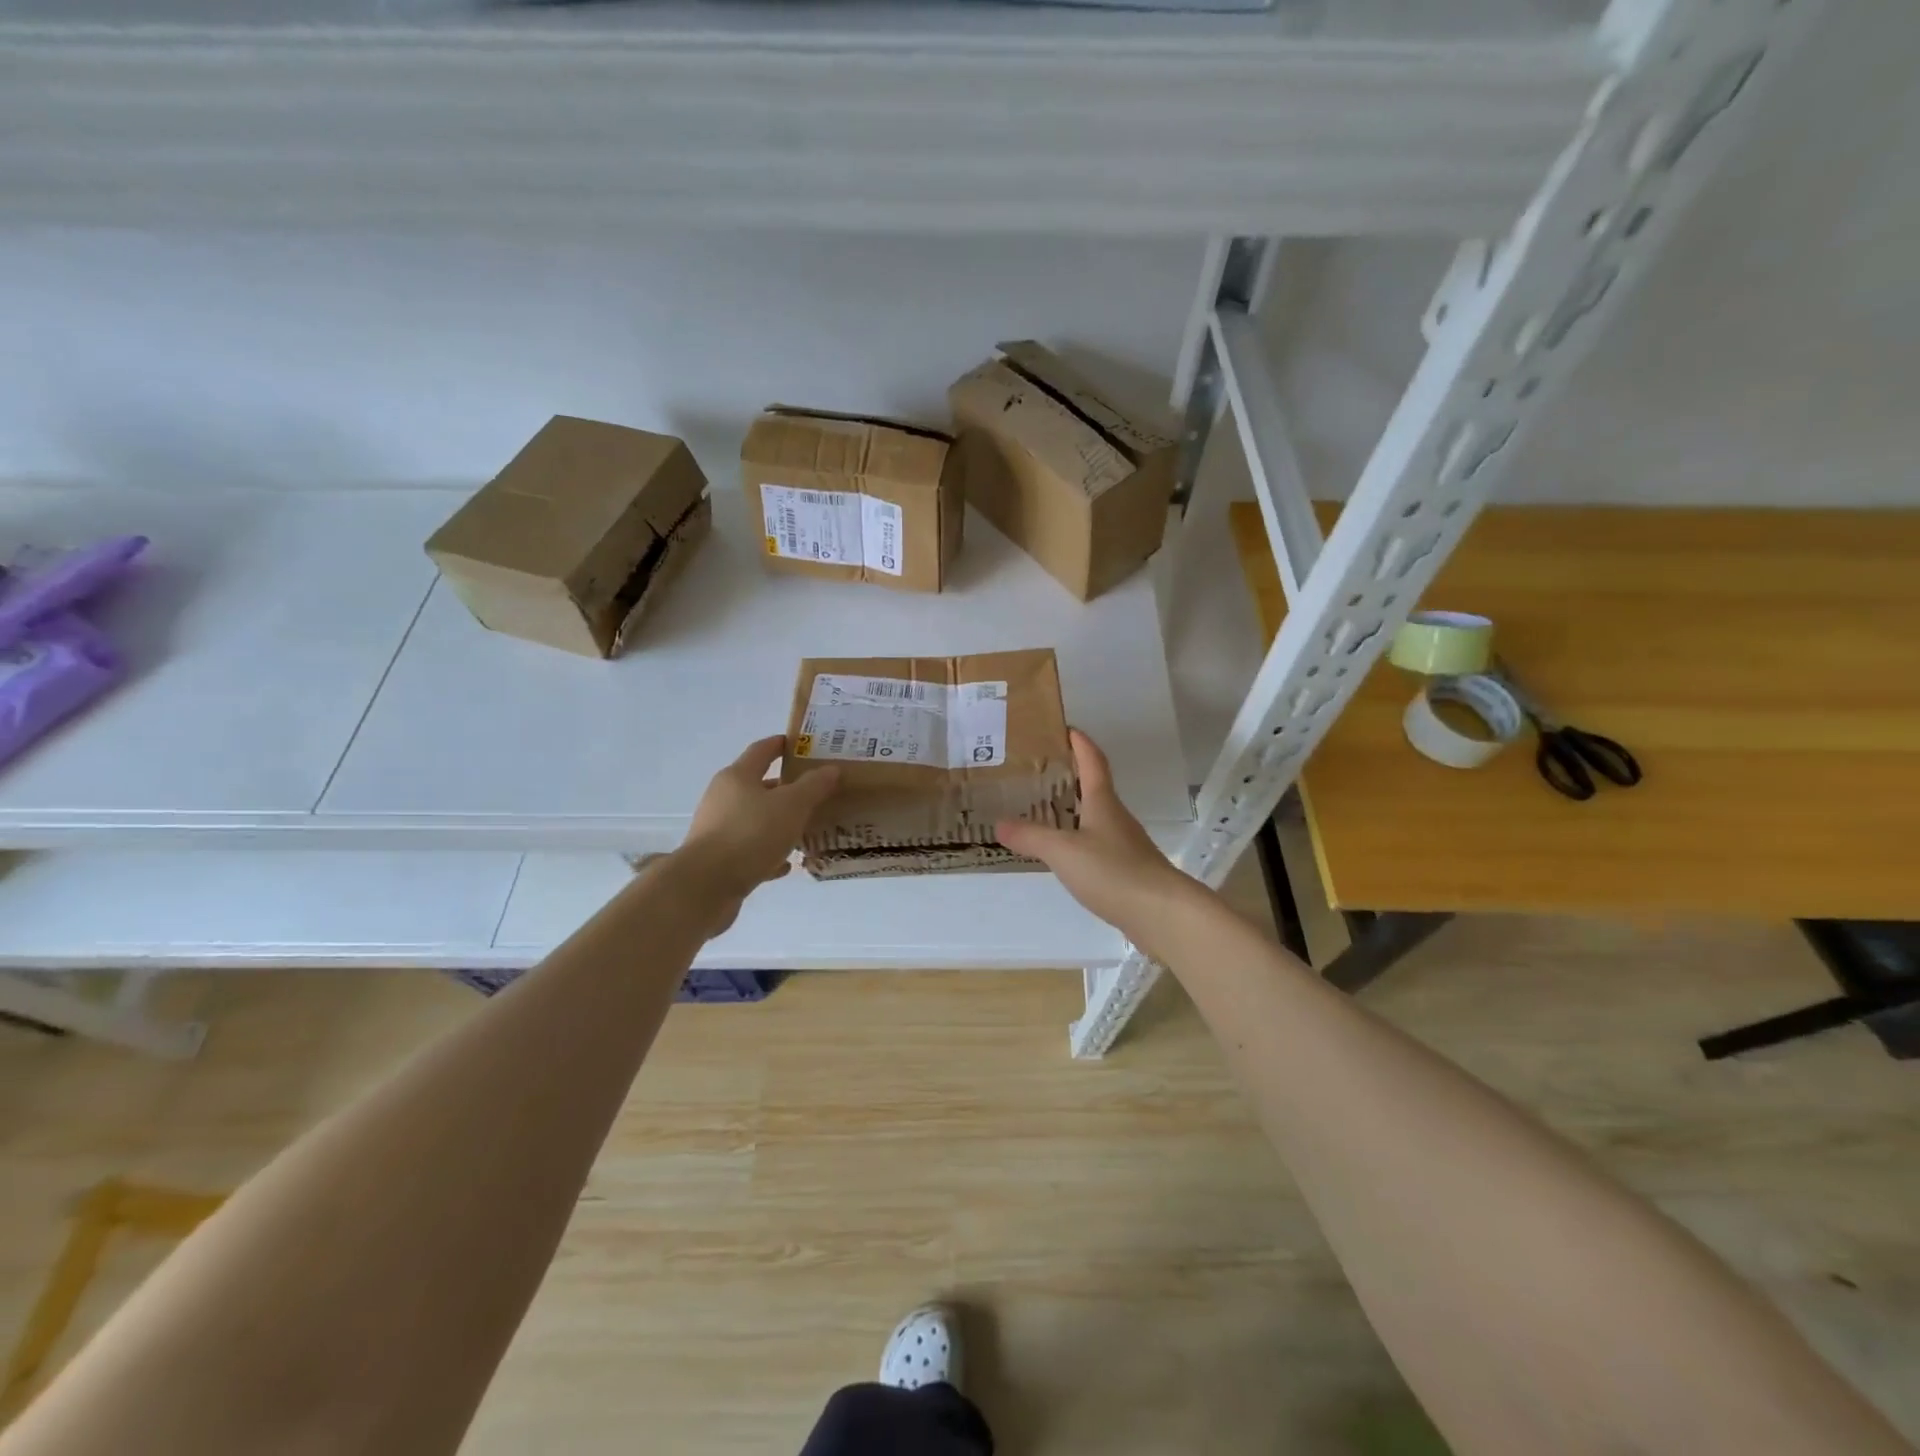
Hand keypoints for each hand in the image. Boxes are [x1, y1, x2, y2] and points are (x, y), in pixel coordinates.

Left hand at [673, 736, 839, 931]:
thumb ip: (814, 786)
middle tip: (816, 791)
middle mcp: (723, 798)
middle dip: (786, 788)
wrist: (706, 885)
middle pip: (758, 786)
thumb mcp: (792, 806)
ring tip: (807, 828)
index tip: (801, 744)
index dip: (781, 744)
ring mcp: (718, 829)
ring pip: (756, 819)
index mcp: (738, 777)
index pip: (762, 750)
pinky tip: (787, 863)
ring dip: (779, 822)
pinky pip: (750, 849)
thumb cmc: (751, 834)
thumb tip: (831, 769)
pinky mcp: (718, 858)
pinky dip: (769, 852)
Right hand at [994, 729, 1204, 958]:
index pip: (1093, 761)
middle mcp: (1115, 816)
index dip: (1080, 742)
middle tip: (1038, 771)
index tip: (1064, 728)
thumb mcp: (1064, 851)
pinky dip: (1078, 839)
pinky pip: (1097, 844)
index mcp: (1103, 802)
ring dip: (1073, 809)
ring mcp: (1124, 844)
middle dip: (1070, 775)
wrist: (1162, 914)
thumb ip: (1031, 836)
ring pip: (1095, 817)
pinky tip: (1063, 853)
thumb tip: (999, 823)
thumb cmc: (1113, 871)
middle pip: (1094, 787)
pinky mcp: (1127, 869)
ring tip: (1043, 810)